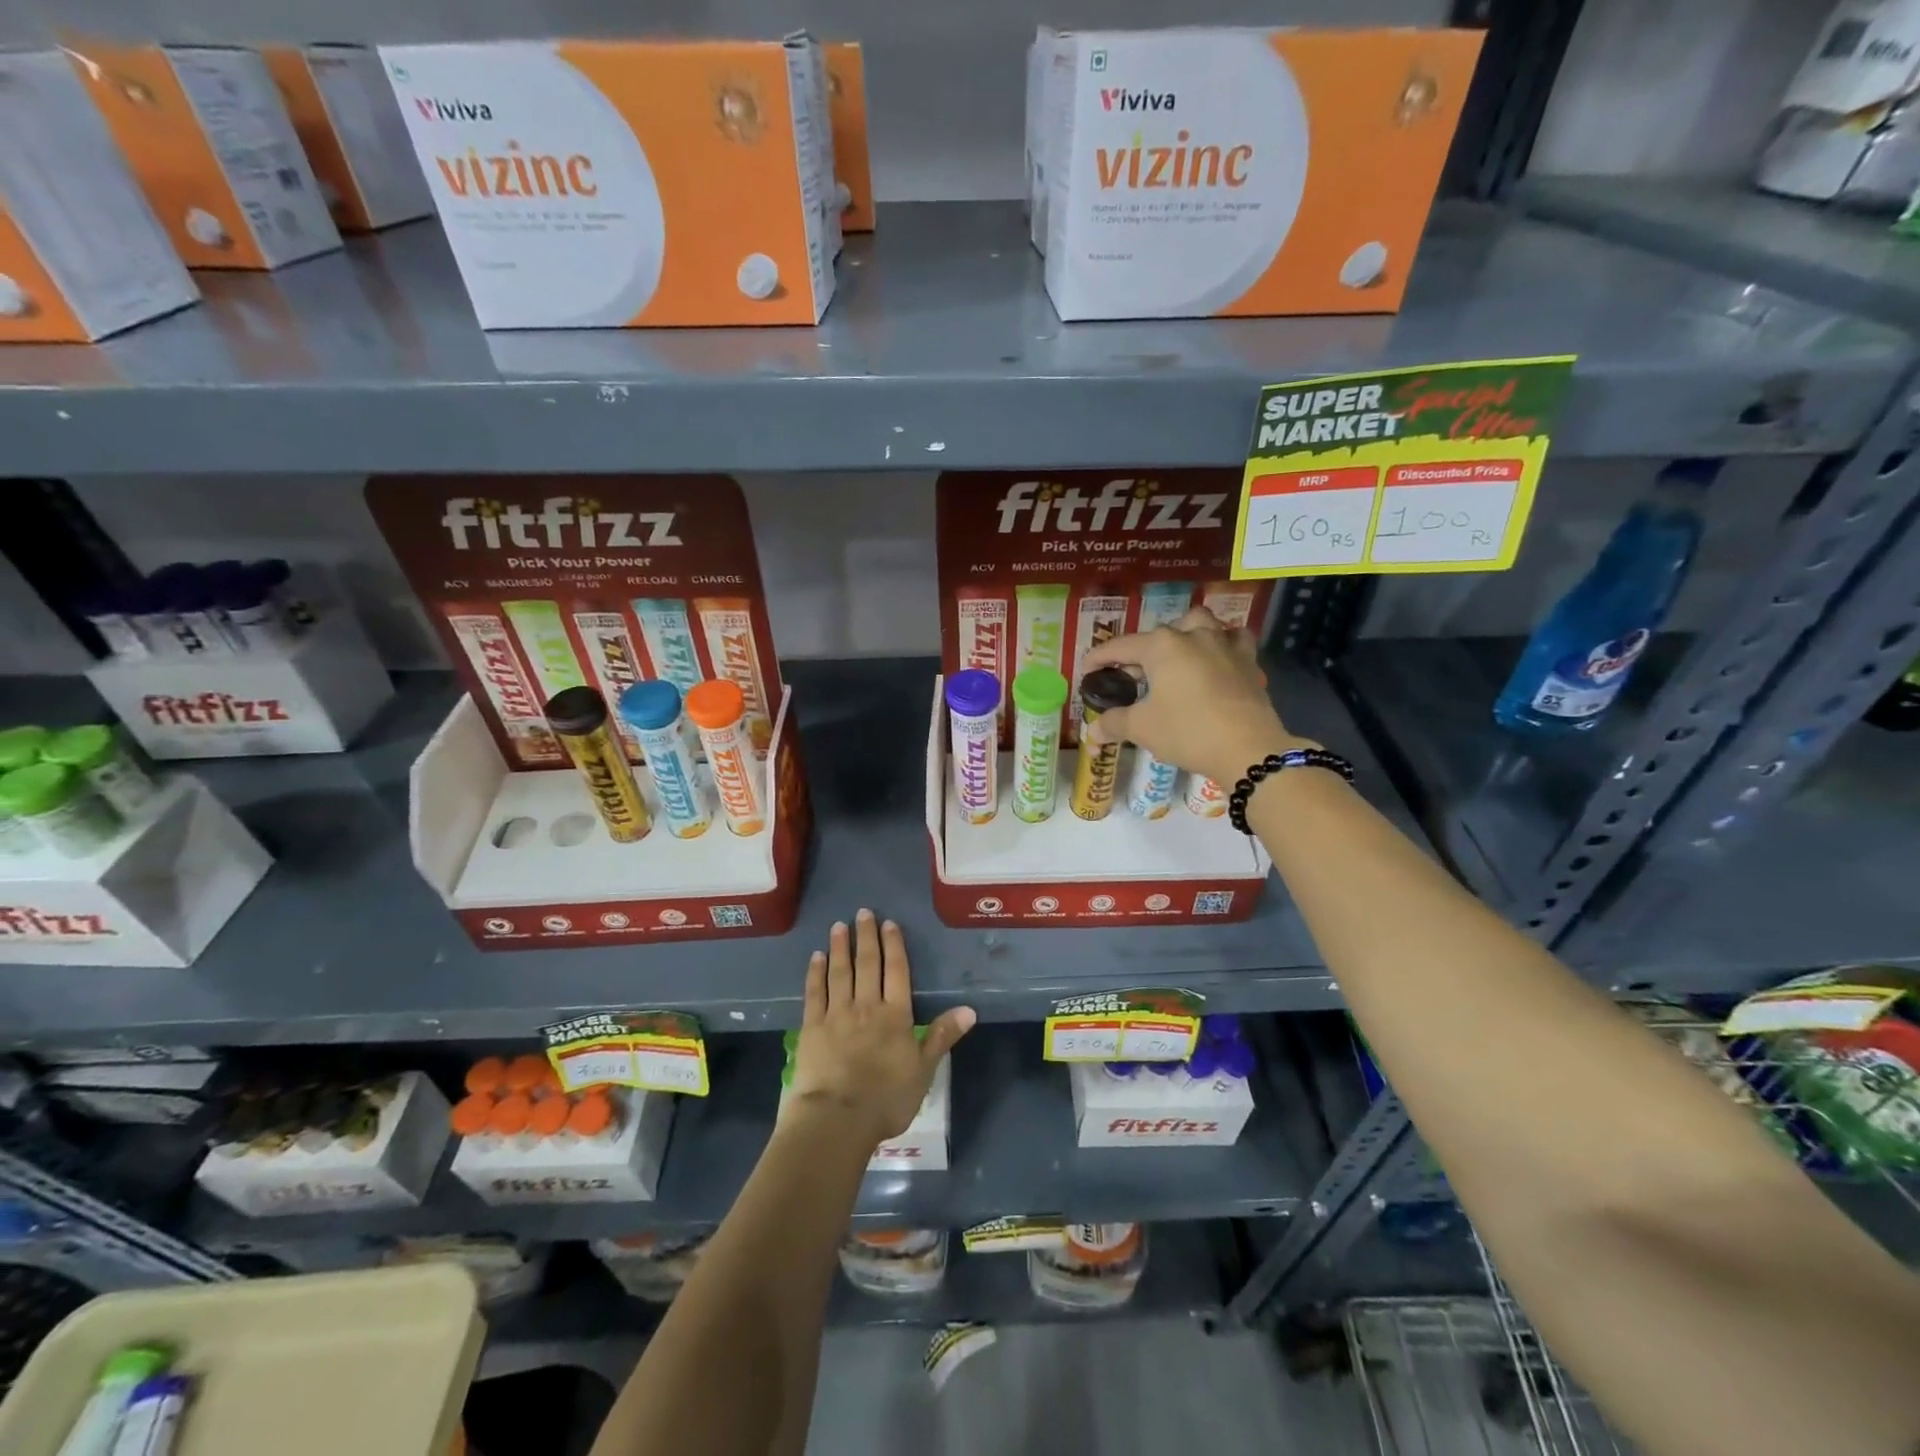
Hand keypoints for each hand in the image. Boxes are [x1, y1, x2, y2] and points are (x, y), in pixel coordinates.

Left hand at [788, 909, 975, 1147]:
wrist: (838, 1119)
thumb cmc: (886, 1099)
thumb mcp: (923, 1071)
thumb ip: (942, 1036)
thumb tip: (970, 1009)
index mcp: (895, 1015)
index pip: (896, 971)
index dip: (893, 945)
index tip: (889, 924)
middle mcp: (866, 1005)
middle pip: (867, 964)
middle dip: (866, 936)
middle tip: (863, 912)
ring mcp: (836, 1014)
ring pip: (840, 972)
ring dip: (840, 947)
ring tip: (839, 925)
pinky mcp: (812, 1027)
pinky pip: (815, 992)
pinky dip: (816, 972)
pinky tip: (816, 957)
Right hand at [1080, 607, 1309, 782]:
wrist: (1248, 748)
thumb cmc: (1187, 731)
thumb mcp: (1142, 728)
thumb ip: (1114, 724)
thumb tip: (1092, 733)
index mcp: (1162, 646)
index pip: (1121, 646)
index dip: (1099, 657)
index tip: (1087, 669)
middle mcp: (1193, 635)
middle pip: (1160, 633)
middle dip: (1143, 649)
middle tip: (1134, 674)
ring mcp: (1224, 645)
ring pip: (1202, 624)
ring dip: (1185, 633)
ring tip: (1177, 654)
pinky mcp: (1248, 662)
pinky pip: (1234, 641)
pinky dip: (1223, 644)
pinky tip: (1217, 659)